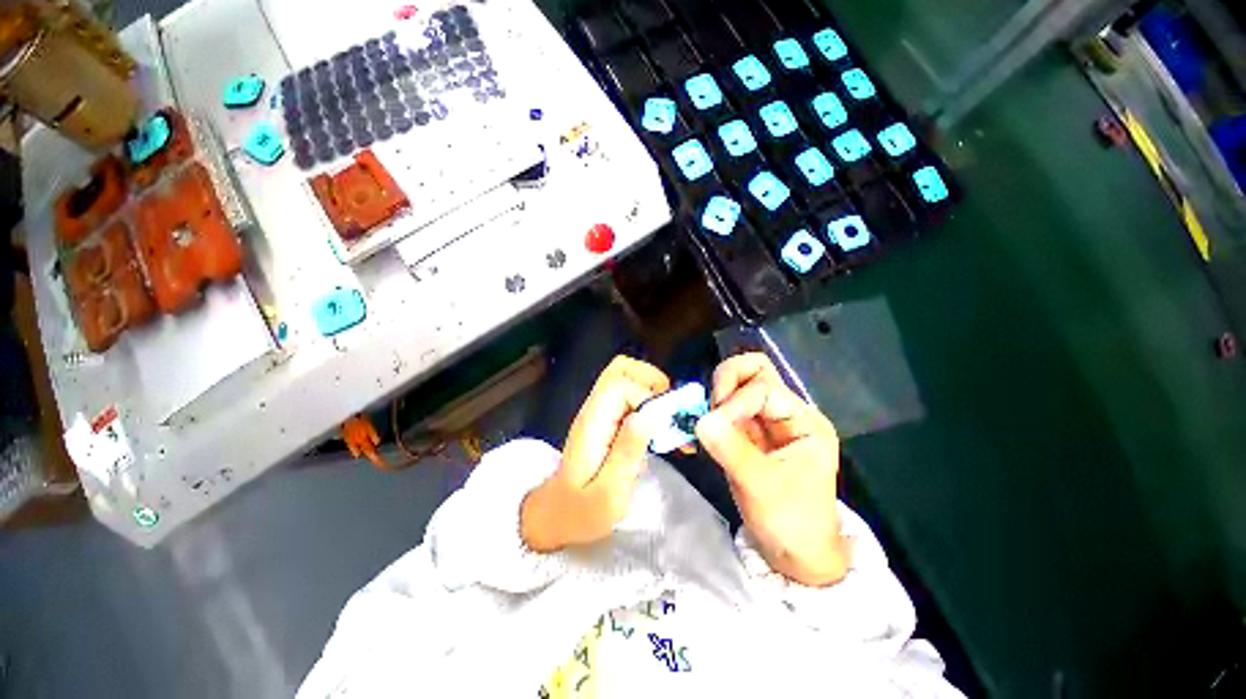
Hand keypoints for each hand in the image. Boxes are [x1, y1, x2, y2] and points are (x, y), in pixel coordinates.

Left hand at [521, 356, 669, 551]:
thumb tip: (651, 414)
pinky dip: (648, 399)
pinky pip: (629, 393)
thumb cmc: (582, 511)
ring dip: (652, 388)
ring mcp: (599, 410)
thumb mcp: (609, 492)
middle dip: (652, 382)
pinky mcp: (606, 417)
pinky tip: (658, 425)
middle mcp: (594, 408)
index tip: (665, 425)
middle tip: (670, 412)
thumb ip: (627, 451)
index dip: (648, 398)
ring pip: (626, 375)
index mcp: (593, 422)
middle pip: (621, 368)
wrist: (557, 514)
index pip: (621, 386)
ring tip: (666, 416)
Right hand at [695, 353, 848, 586]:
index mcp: (804, 421)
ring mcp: (765, 422)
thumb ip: (731, 450)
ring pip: (738, 386)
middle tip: (711, 407)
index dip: (736, 401)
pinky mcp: (747, 434)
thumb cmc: (791, 522)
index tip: (713, 424)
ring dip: (717, 396)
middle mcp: (786, 413)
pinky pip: (726, 409)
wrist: (794, 555)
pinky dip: (711, 412)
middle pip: (755, 371)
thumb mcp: (762, 487)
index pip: (764, 388)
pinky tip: (702, 430)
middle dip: (728, 381)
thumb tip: (700, 420)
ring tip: (707, 422)